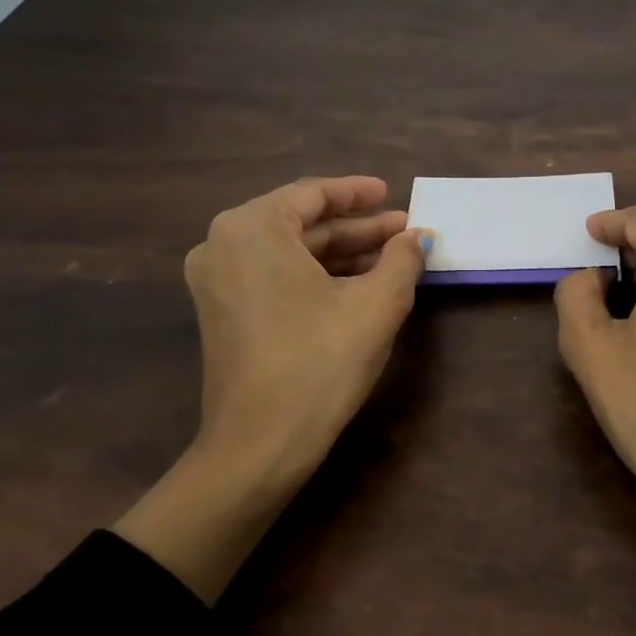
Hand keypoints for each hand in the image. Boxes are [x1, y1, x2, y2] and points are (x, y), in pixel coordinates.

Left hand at [115, 176, 426, 601]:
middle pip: (300, 223)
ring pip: (289, 252)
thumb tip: (418, 237)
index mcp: (252, 229)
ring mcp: (216, 281)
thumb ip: (403, 259)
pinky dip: (316, 275)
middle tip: (402, 231)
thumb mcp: (376, 304)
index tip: (392, 195)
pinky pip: (275, 276)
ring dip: (340, 253)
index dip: (357, 193)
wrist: (261, 442)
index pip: (312, 194)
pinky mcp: (222, 313)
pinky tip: (357, 285)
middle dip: (355, 228)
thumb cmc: (321, 361)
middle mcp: (223, 244)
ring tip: (390, 258)